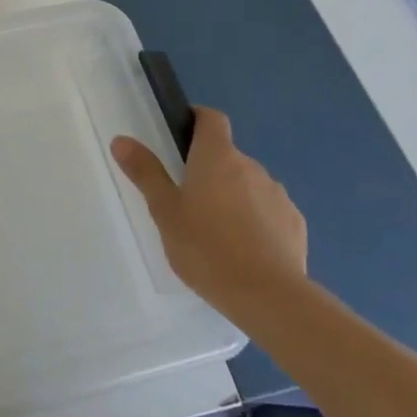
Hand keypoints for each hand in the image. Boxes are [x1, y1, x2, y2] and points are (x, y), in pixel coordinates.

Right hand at [112, 107, 306, 316]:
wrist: (268, 297)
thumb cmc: (206, 247)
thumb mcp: (164, 211)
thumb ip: (145, 172)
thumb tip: (121, 140)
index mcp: (216, 156)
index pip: (211, 118)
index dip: (197, 120)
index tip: (182, 136)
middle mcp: (251, 166)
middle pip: (228, 156)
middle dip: (211, 170)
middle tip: (189, 201)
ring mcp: (278, 195)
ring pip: (249, 185)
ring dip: (235, 196)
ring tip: (218, 232)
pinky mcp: (295, 224)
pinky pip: (270, 211)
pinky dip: (257, 221)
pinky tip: (246, 250)